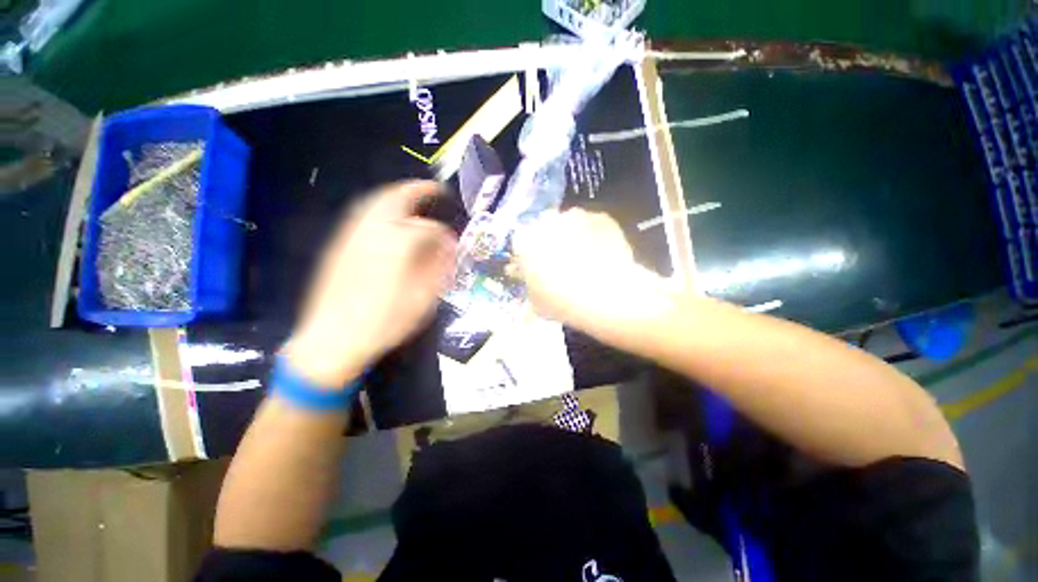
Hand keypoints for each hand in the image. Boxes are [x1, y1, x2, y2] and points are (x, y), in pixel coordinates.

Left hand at [284, 181, 456, 386]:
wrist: (331, 340)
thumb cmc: (384, 322)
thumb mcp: (423, 300)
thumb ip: (439, 268)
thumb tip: (448, 247)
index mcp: (397, 245)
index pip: (428, 229)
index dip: (443, 234)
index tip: (452, 242)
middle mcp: (373, 231)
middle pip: (396, 198)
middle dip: (418, 190)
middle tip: (435, 189)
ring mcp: (351, 235)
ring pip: (375, 202)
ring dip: (397, 195)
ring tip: (413, 198)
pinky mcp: (339, 245)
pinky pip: (361, 215)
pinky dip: (379, 207)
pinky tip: (388, 219)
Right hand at [512, 209, 671, 339]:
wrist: (607, 297)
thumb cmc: (563, 303)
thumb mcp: (537, 304)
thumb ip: (531, 288)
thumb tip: (533, 283)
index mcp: (526, 241)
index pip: (521, 242)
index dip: (529, 254)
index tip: (536, 267)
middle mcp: (547, 221)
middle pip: (544, 228)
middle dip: (550, 242)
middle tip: (561, 263)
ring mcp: (576, 216)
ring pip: (570, 224)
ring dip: (573, 236)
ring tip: (585, 259)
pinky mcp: (601, 217)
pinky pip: (593, 225)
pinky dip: (595, 236)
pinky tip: (602, 255)